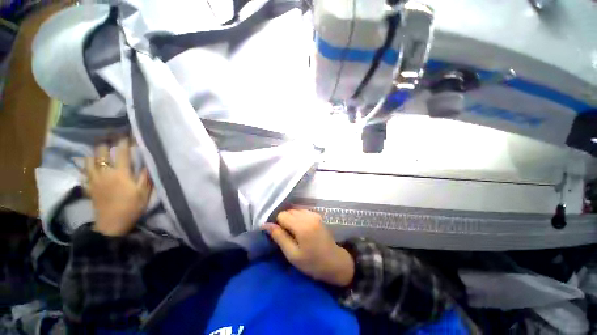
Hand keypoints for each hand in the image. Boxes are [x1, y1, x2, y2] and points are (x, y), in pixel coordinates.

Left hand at [84, 138, 152, 236]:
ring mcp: (94, 180)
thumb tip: (147, 163)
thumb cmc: (131, 207)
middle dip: (105, 142)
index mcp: (120, 174)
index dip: (124, 141)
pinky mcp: (89, 187)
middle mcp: (105, 173)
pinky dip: (87, 165)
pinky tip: (90, 163)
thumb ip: (145, 176)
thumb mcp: (144, 193)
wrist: (112, 225)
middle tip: (110, 136)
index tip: (127, 133)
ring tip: (99, 148)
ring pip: (89, 160)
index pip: (121, 152)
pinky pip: (84, 172)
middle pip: (100, 152)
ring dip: (94, 152)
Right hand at [264, 209, 354, 286]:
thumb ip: (279, 237)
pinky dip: (298, 218)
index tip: (282, 237)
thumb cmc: (312, 263)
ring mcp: (314, 214)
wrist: (334, 262)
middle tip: (288, 236)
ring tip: (295, 233)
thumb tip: (265, 224)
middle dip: (285, 221)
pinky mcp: (317, 215)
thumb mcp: (292, 254)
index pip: (282, 215)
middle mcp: (308, 215)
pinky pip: (302, 211)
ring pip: (294, 210)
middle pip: (288, 211)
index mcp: (302, 226)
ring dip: (291, 219)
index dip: (278, 225)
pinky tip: (302, 229)